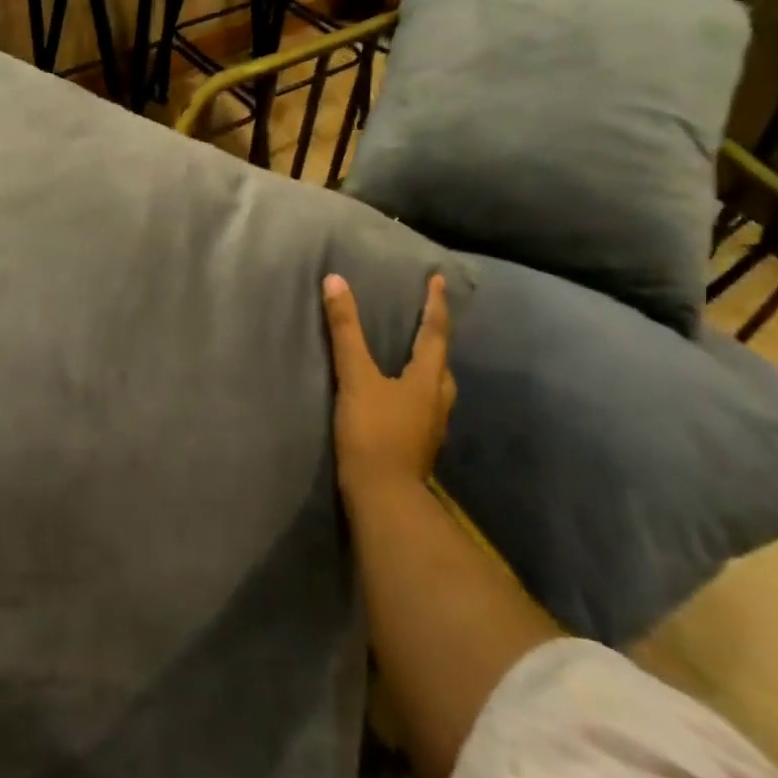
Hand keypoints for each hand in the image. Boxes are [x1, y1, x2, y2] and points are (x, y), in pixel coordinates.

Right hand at [322, 273, 454, 496]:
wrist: (384, 497)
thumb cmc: (373, 432)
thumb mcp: (355, 377)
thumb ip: (345, 330)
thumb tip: (335, 281)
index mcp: (427, 379)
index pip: (435, 332)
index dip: (435, 304)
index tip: (439, 280)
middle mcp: (437, 400)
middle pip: (442, 362)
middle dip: (437, 339)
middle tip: (427, 321)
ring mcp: (431, 427)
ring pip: (436, 388)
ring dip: (429, 368)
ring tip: (413, 358)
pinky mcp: (419, 447)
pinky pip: (424, 408)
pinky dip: (416, 393)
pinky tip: (400, 400)